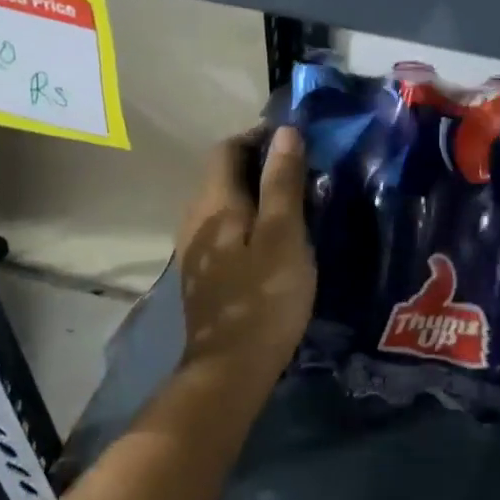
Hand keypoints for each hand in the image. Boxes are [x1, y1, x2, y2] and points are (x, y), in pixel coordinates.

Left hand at [174, 128, 314, 389]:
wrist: (230, 368)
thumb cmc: (263, 297)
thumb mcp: (283, 235)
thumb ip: (282, 181)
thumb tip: (284, 132)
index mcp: (214, 201)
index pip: (228, 148)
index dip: (258, 137)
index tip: (296, 142)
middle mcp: (196, 215)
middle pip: (224, 172)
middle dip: (260, 162)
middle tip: (303, 170)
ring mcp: (196, 245)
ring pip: (225, 200)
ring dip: (256, 191)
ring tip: (295, 200)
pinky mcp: (204, 269)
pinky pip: (225, 225)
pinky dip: (249, 217)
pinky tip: (274, 236)